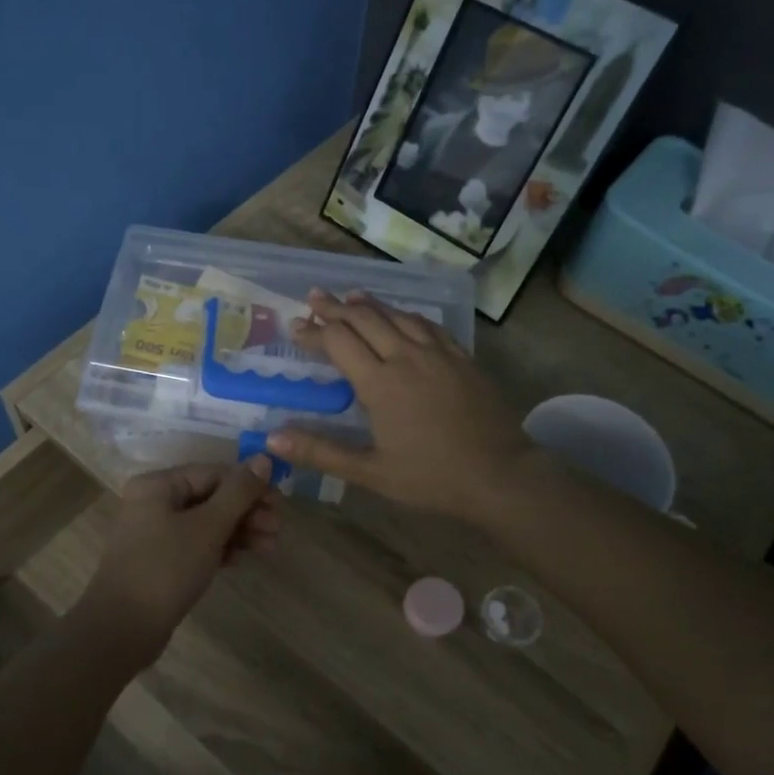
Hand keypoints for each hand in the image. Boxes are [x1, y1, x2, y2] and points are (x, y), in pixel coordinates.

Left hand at [77, 457, 279, 655]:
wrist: (122, 629)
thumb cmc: (166, 568)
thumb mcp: (208, 526)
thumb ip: (239, 492)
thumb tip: (264, 458)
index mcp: (158, 485)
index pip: (213, 473)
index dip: (249, 485)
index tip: (279, 503)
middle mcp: (153, 502)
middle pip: (211, 497)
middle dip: (247, 511)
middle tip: (278, 528)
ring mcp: (155, 533)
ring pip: (206, 523)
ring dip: (239, 531)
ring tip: (270, 547)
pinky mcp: (161, 561)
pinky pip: (197, 544)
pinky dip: (221, 548)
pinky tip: (242, 559)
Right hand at [266, 290, 538, 524]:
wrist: (500, 474)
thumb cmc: (431, 478)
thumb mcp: (370, 472)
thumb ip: (321, 452)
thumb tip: (273, 438)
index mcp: (380, 383)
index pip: (338, 342)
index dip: (313, 331)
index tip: (294, 326)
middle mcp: (406, 357)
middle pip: (364, 318)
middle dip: (335, 307)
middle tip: (314, 298)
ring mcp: (437, 353)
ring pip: (396, 315)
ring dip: (369, 304)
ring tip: (350, 296)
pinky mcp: (461, 357)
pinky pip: (427, 324)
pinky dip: (405, 314)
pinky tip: (401, 315)